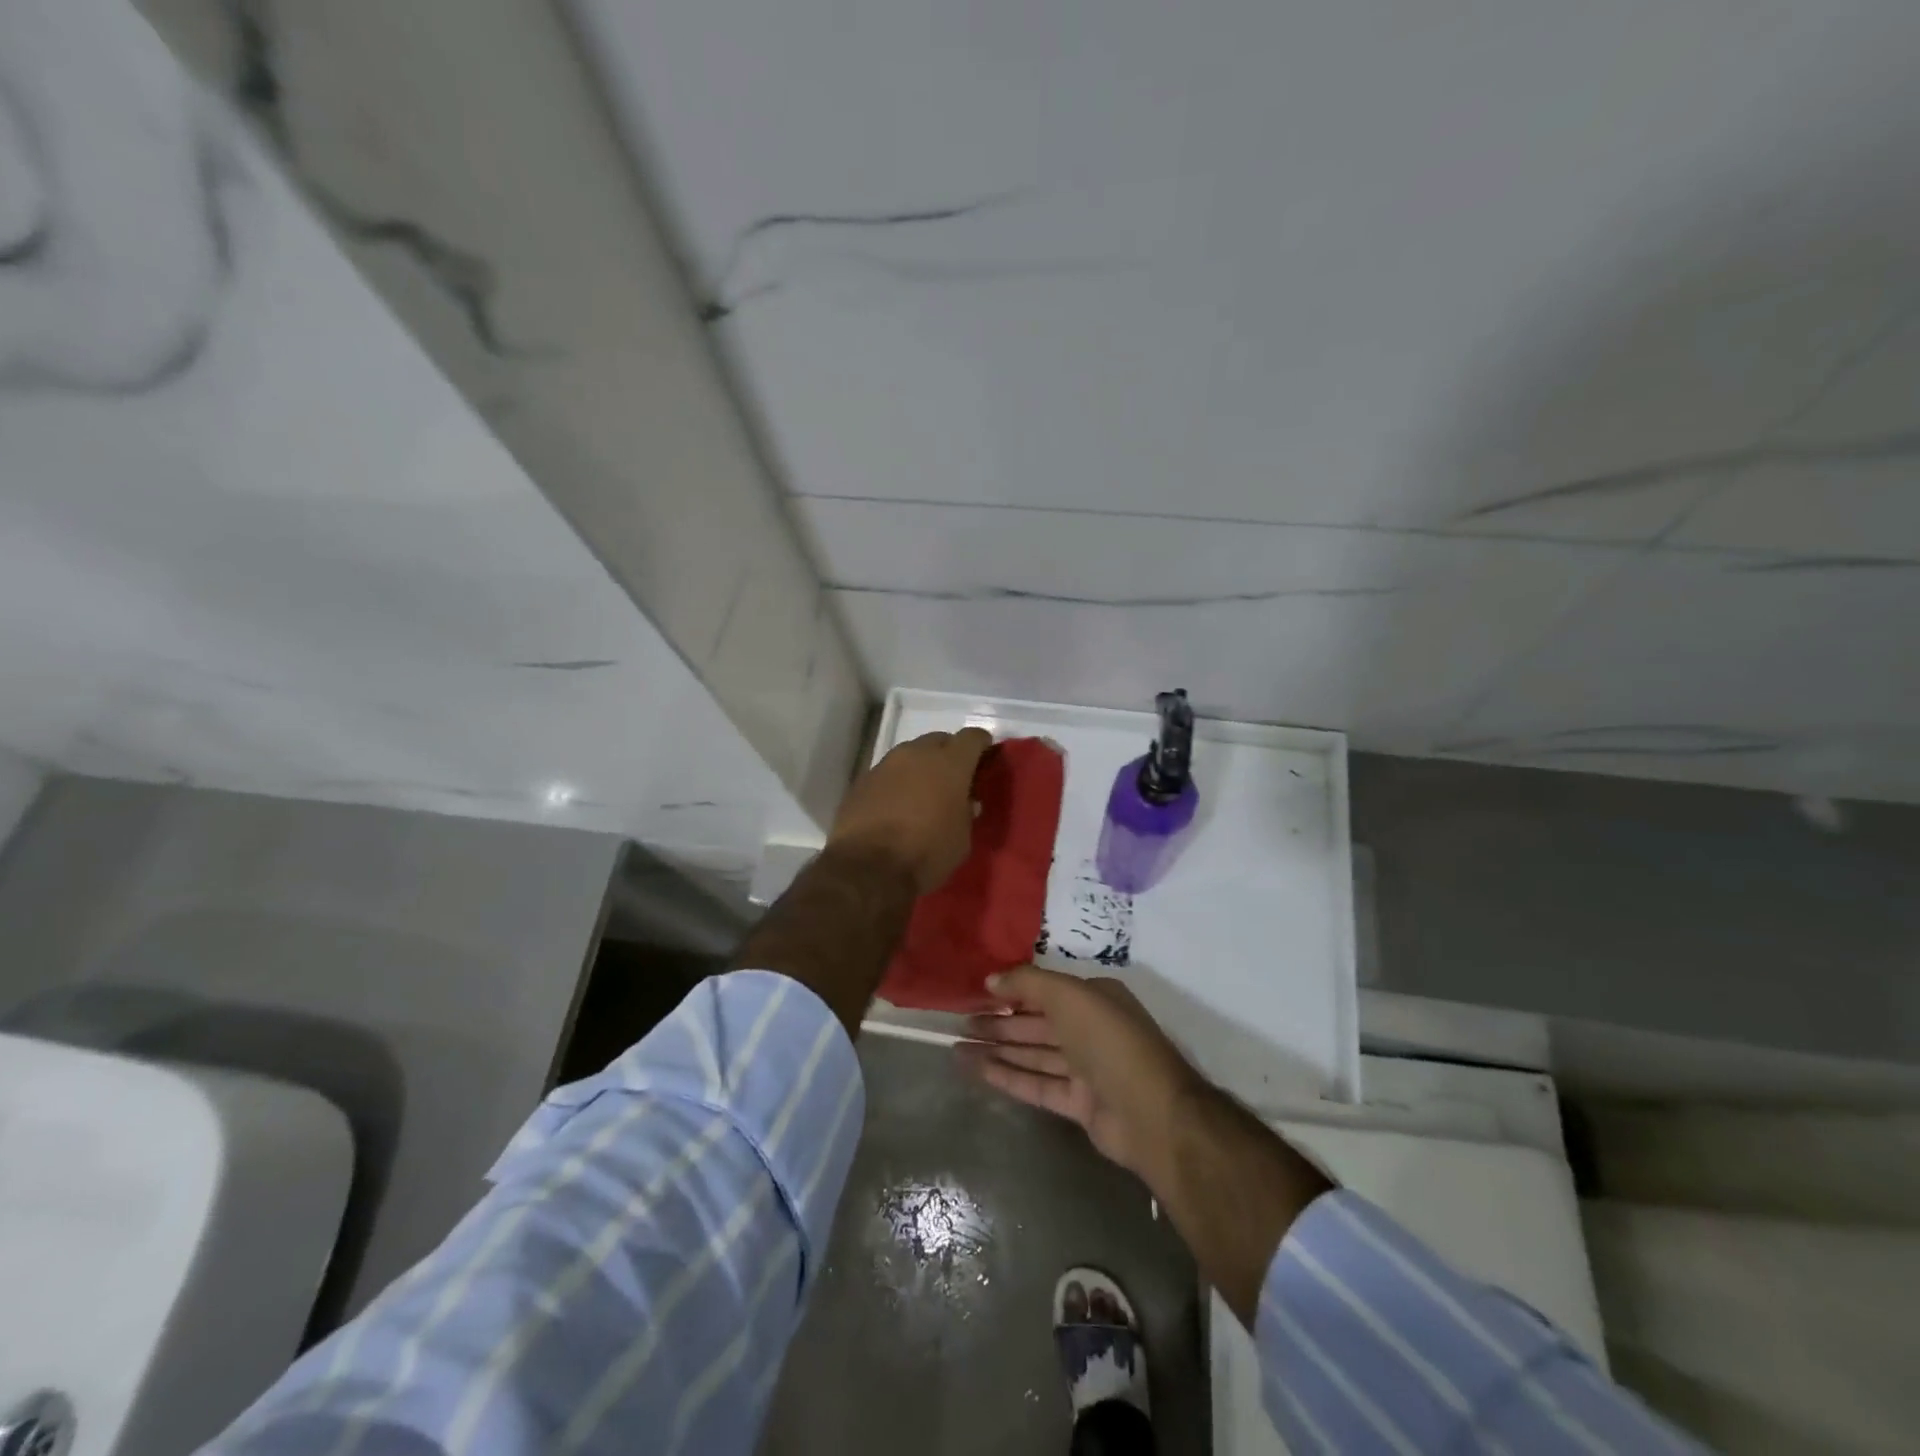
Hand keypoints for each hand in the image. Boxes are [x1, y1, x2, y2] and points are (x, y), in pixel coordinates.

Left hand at [828, 727, 993, 893]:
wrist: (868, 868)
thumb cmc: (926, 853)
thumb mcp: (961, 839)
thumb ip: (966, 812)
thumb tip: (965, 802)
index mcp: (950, 763)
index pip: (972, 737)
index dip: (981, 745)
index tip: (984, 758)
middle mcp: (917, 754)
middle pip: (939, 740)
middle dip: (948, 754)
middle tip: (952, 779)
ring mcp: (886, 764)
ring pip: (910, 754)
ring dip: (920, 768)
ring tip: (921, 794)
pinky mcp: (862, 780)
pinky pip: (888, 773)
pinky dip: (896, 783)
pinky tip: (895, 806)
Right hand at [957, 966, 1204, 1179]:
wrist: (1151, 1114)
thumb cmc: (1110, 1041)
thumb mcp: (1069, 996)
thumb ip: (1028, 983)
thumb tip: (991, 979)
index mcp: (1094, 998)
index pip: (1046, 991)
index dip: (1011, 992)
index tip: (977, 994)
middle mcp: (1090, 1029)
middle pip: (1036, 1023)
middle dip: (999, 1022)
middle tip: (961, 1024)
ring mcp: (1085, 1069)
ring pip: (1034, 1054)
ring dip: (998, 1050)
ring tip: (958, 1048)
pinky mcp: (1079, 1103)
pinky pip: (1037, 1084)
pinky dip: (1009, 1076)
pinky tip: (979, 1070)